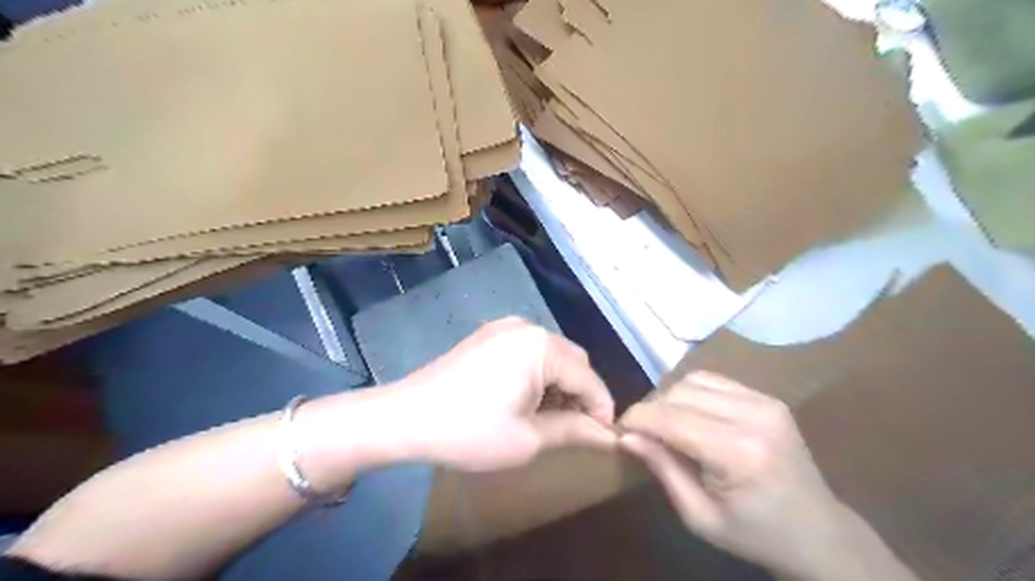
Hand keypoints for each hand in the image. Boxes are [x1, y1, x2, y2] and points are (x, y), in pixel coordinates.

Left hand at [389, 317, 612, 471]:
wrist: (405, 417)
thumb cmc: (471, 431)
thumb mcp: (529, 438)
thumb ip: (575, 431)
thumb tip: (610, 436)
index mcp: (542, 346)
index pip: (589, 378)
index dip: (602, 410)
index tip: (605, 438)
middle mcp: (528, 327)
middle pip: (572, 361)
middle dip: (580, 394)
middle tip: (575, 429)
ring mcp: (505, 328)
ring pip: (551, 356)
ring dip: (559, 384)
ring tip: (549, 418)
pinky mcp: (489, 335)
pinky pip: (528, 351)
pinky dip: (537, 374)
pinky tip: (524, 399)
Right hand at [621, 373, 848, 576]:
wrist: (818, 532)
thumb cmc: (754, 533)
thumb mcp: (699, 516)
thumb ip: (662, 468)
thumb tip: (625, 435)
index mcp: (739, 453)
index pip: (671, 418)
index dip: (637, 419)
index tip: (618, 430)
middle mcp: (754, 416)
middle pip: (679, 393)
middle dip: (651, 409)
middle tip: (641, 433)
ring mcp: (765, 401)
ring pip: (693, 380)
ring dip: (670, 399)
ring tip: (666, 425)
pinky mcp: (767, 397)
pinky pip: (713, 381)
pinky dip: (691, 393)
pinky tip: (690, 416)